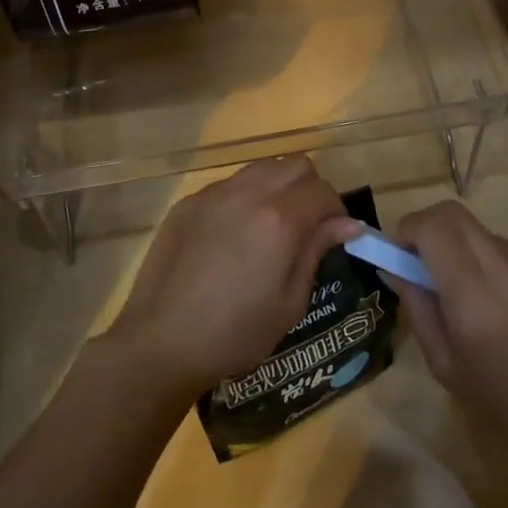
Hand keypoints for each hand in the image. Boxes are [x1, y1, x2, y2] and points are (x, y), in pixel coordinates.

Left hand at [107, 156, 357, 400]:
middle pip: (294, 165)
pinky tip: (235, 234)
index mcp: (278, 219)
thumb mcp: (289, 303)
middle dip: (310, 189)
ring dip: (278, 187)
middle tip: (308, 226)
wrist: (161, 341)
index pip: (322, 191)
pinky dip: (244, 197)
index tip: (337, 237)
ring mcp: (213, 194)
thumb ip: (316, 252)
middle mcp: (247, 194)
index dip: (337, 212)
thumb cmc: (234, 334)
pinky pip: (228, 184)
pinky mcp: (188, 204)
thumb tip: (346, 224)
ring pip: (260, 168)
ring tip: (273, 226)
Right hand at [391, 201, 507, 464]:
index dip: (408, 230)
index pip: (433, 227)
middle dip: (429, 230)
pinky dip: (499, 265)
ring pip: (482, 234)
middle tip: (425, 262)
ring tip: (479, 296)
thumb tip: (394, 268)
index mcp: (475, 298)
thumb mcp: (444, 363)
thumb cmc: (506, 398)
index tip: (401, 253)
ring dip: (466, 253)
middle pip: (453, 214)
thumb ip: (417, 307)